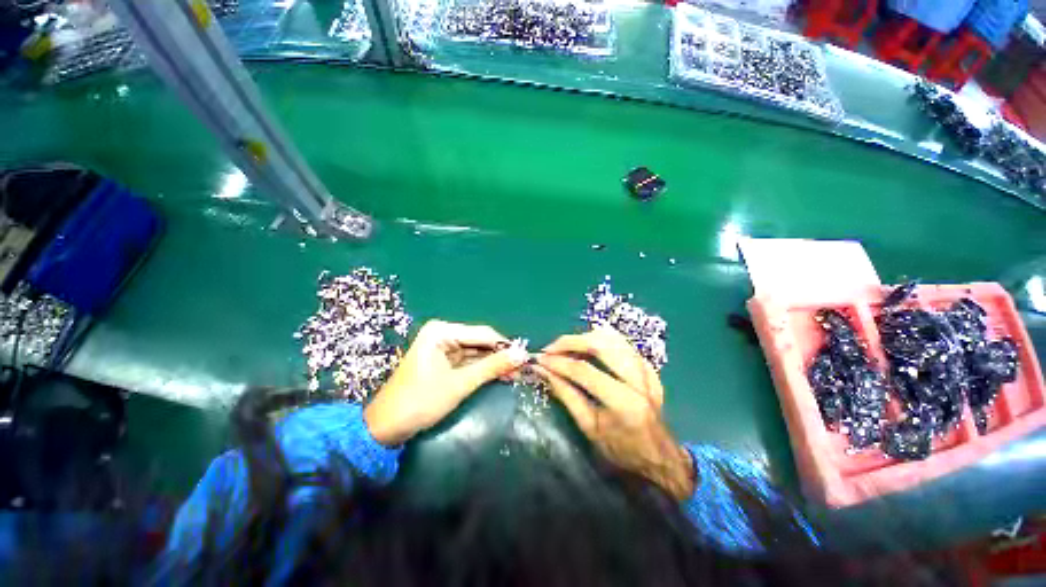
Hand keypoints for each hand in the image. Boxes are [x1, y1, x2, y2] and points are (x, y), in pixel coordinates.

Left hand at [365, 320, 527, 445]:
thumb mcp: (460, 383)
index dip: (504, 345)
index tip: (525, 357)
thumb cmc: (420, 402)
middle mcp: (442, 334)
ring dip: (493, 363)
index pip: (482, 333)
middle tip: (521, 369)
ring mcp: (442, 347)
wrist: (385, 428)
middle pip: (479, 341)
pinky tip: (499, 375)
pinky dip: (482, 369)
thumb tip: (521, 354)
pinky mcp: (442, 360)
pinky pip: (468, 361)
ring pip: (475, 352)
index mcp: (442, 331)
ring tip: (515, 374)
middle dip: (499, 356)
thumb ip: (492, 367)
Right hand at [535, 327, 694, 499]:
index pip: (584, 370)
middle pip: (600, 344)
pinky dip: (599, 340)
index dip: (558, 362)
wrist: (660, 456)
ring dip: (584, 337)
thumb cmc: (620, 449)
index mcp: (623, 402)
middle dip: (570, 341)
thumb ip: (566, 394)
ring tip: (565, 348)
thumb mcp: (588, 427)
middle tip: (551, 348)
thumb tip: (543, 371)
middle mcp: (638, 379)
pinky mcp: (648, 365)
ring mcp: (646, 369)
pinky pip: (621, 342)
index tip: (539, 359)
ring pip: (611, 337)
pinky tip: (586, 347)